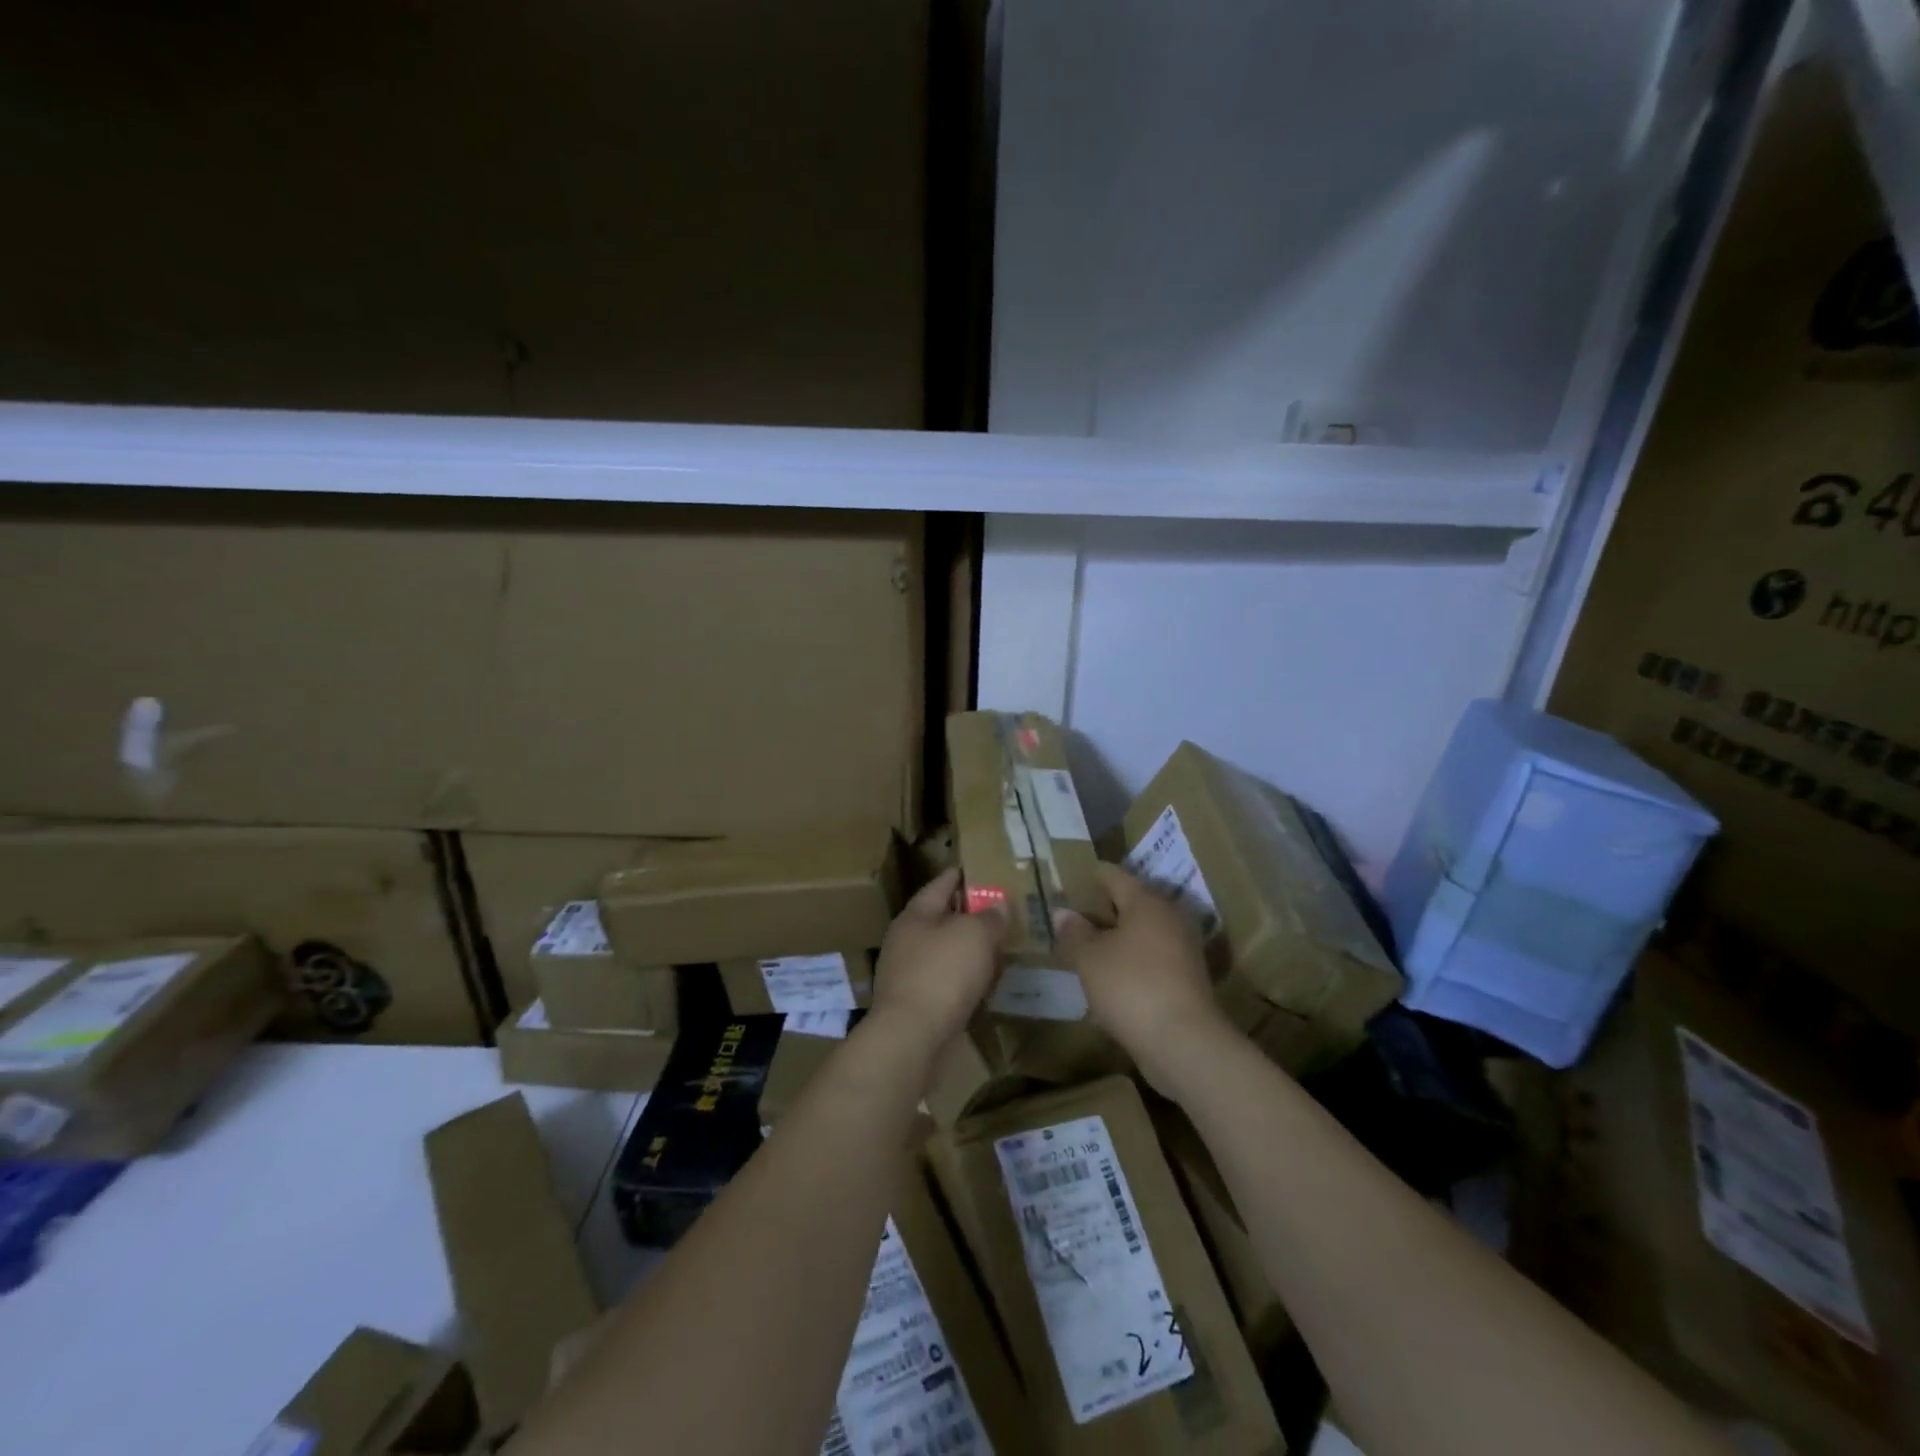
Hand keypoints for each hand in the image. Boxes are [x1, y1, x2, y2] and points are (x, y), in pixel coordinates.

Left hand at [870, 868, 1008, 1049]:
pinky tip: (983, 985)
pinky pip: (944, 983)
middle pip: (939, 920)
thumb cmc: (942, 974)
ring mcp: (906, 975)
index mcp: (914, 916)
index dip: (958, 876)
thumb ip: (989, 918)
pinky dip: (963, 980)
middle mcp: (905, 941)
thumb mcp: (974, 935)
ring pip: (943, 953)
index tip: (974, 870)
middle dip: (965, 916)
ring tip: (995, 948)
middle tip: (995, 912)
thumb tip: (998, 907)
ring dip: (966, 951)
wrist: (911, 1038)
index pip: (938, 885)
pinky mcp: (914, 1005)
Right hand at [1054, 864, 1232, 1090]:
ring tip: (1091, 946)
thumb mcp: (1089, 959)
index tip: (1076, 877)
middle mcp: (1170, 917)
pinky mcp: (1189, 979)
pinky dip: (1134, 960)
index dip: (1094, 875)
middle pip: (1134, 903)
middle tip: (1077, 913)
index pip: (1116, 876)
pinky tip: (1114, 975)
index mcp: (1147, 902)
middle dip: (1107, 907)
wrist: (1184, 1042)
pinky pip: (1154, 958)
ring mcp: (1184, 949)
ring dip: (1121, 937)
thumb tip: (1063, 912)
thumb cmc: (1131, 986)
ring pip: (1145, 932)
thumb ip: (1074, 933)